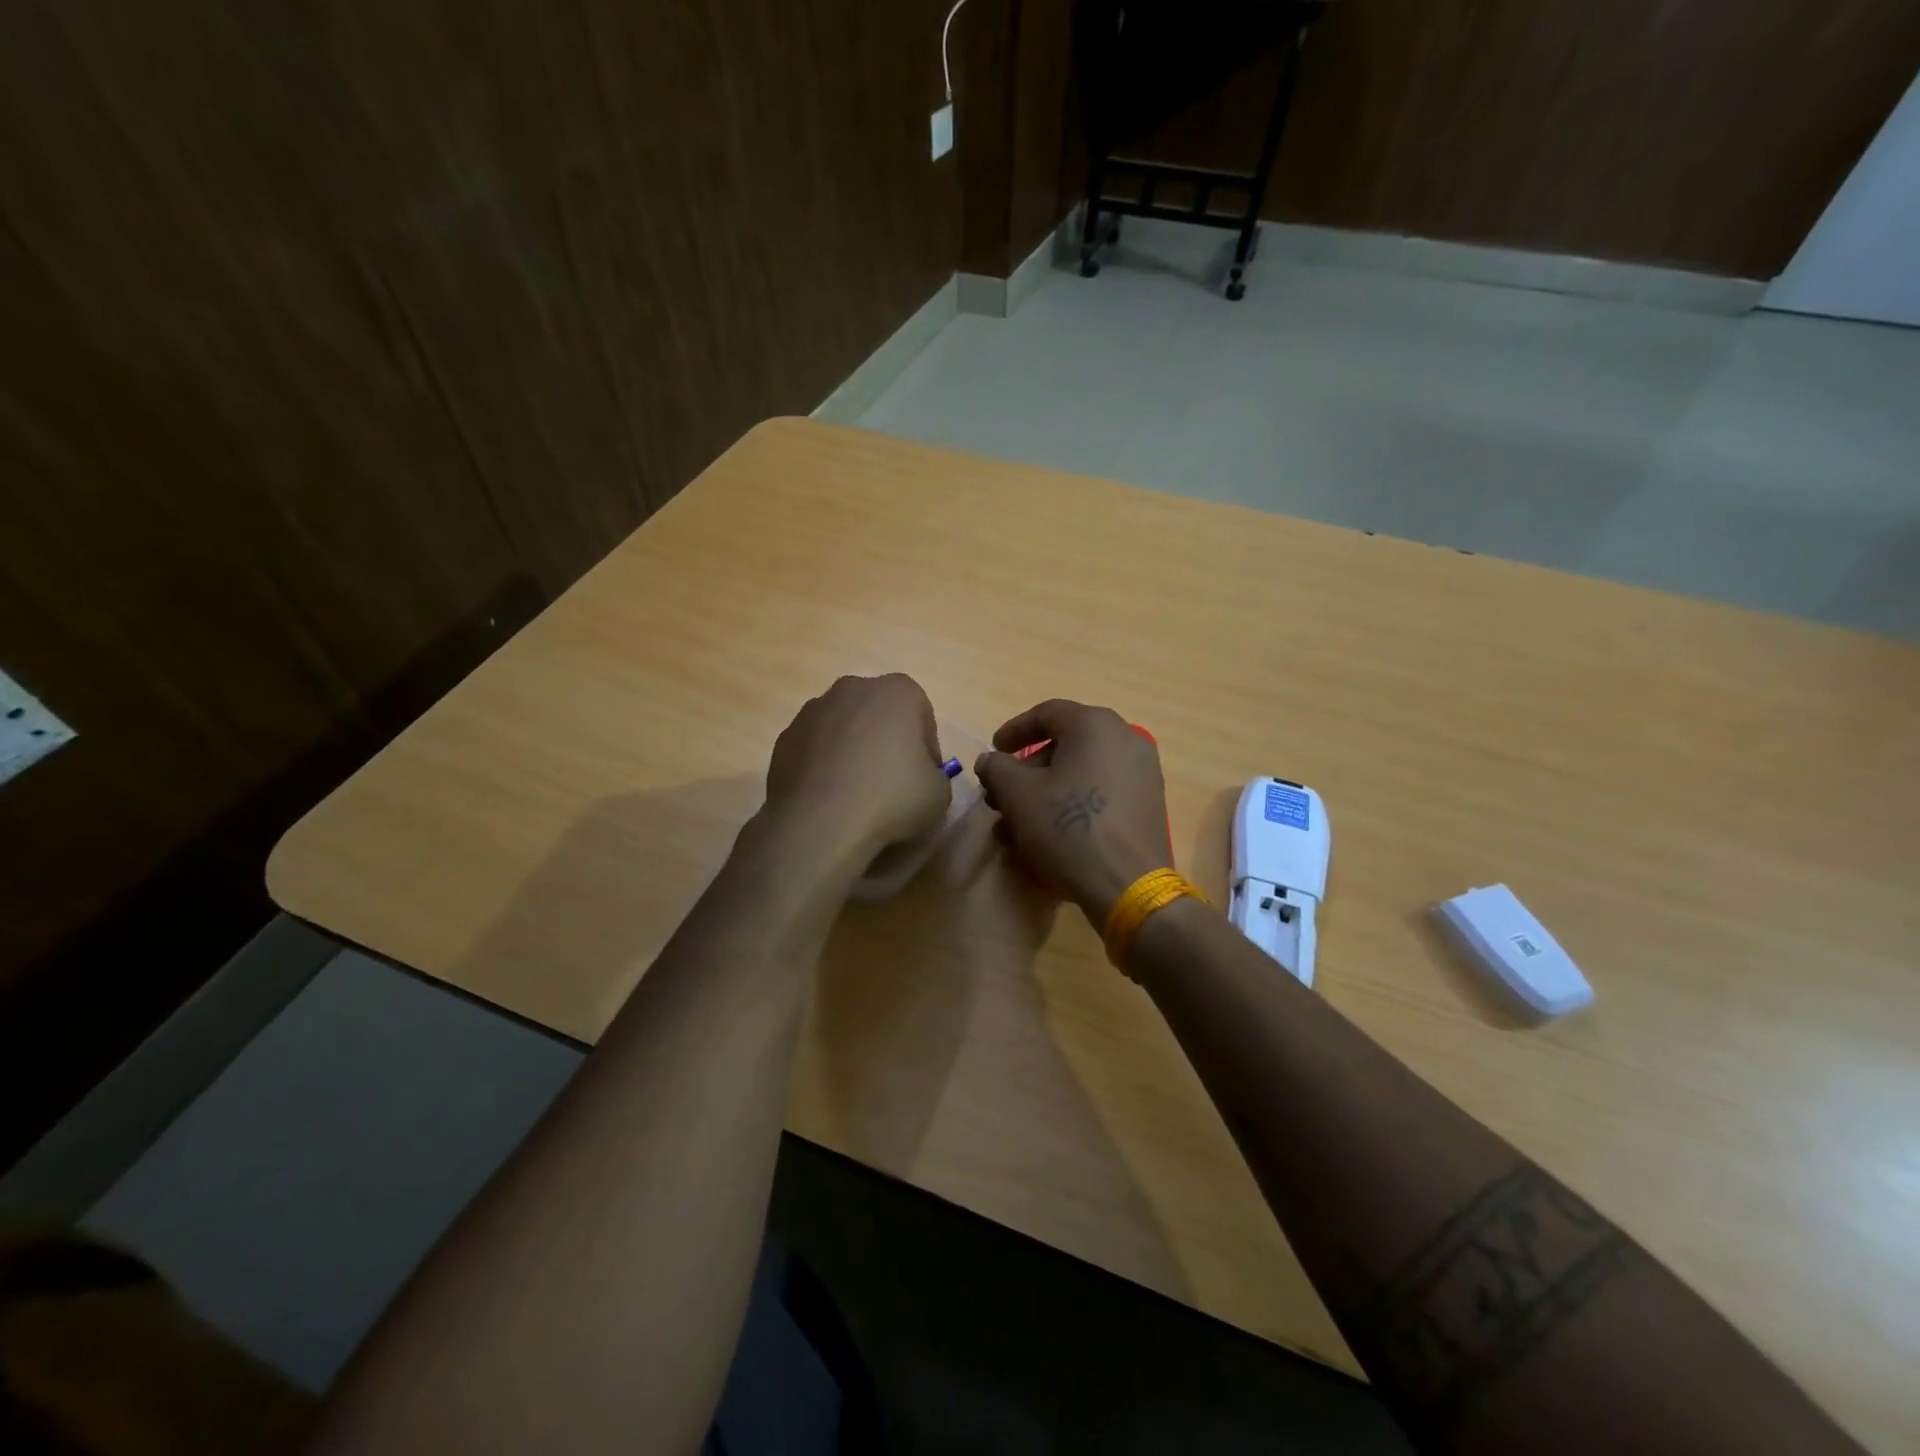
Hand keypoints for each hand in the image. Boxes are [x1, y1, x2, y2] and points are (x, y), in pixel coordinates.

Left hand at [762, 674, 951, 863]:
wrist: (819, 824)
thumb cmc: (891, 798)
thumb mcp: (940, 793)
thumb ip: (935, 775)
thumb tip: (919, 777)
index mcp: (898, 691)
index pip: (922, 716)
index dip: (926, 750)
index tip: (923, 778)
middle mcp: (853, 688)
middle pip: (880, 714)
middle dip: (887, 742)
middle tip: (892, 783)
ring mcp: (813, 710)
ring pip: (845, 727)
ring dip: (853, 751)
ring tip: (856, 793)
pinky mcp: (785, 736)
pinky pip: (816, 747)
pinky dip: (824, 764)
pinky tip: (829, 796)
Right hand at [974, 700, 1171, 923]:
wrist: (1128, 884)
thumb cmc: (1068, 827)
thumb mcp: (1017, 794)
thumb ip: (997, 768)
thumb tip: (990, 761)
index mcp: (1095, 725)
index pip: (1047, 713)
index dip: (1014, 731)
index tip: (993, 751)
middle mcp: (1126, 739)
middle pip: (1065, 745)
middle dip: (1027, 771)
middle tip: (1002, 795)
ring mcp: (1143, 774)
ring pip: (1081, 774)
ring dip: (1046, 794)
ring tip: (1017, 826)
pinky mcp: (1148, 805)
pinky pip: (1102, 794)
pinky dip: (1072, 805)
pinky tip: (1049, 837)